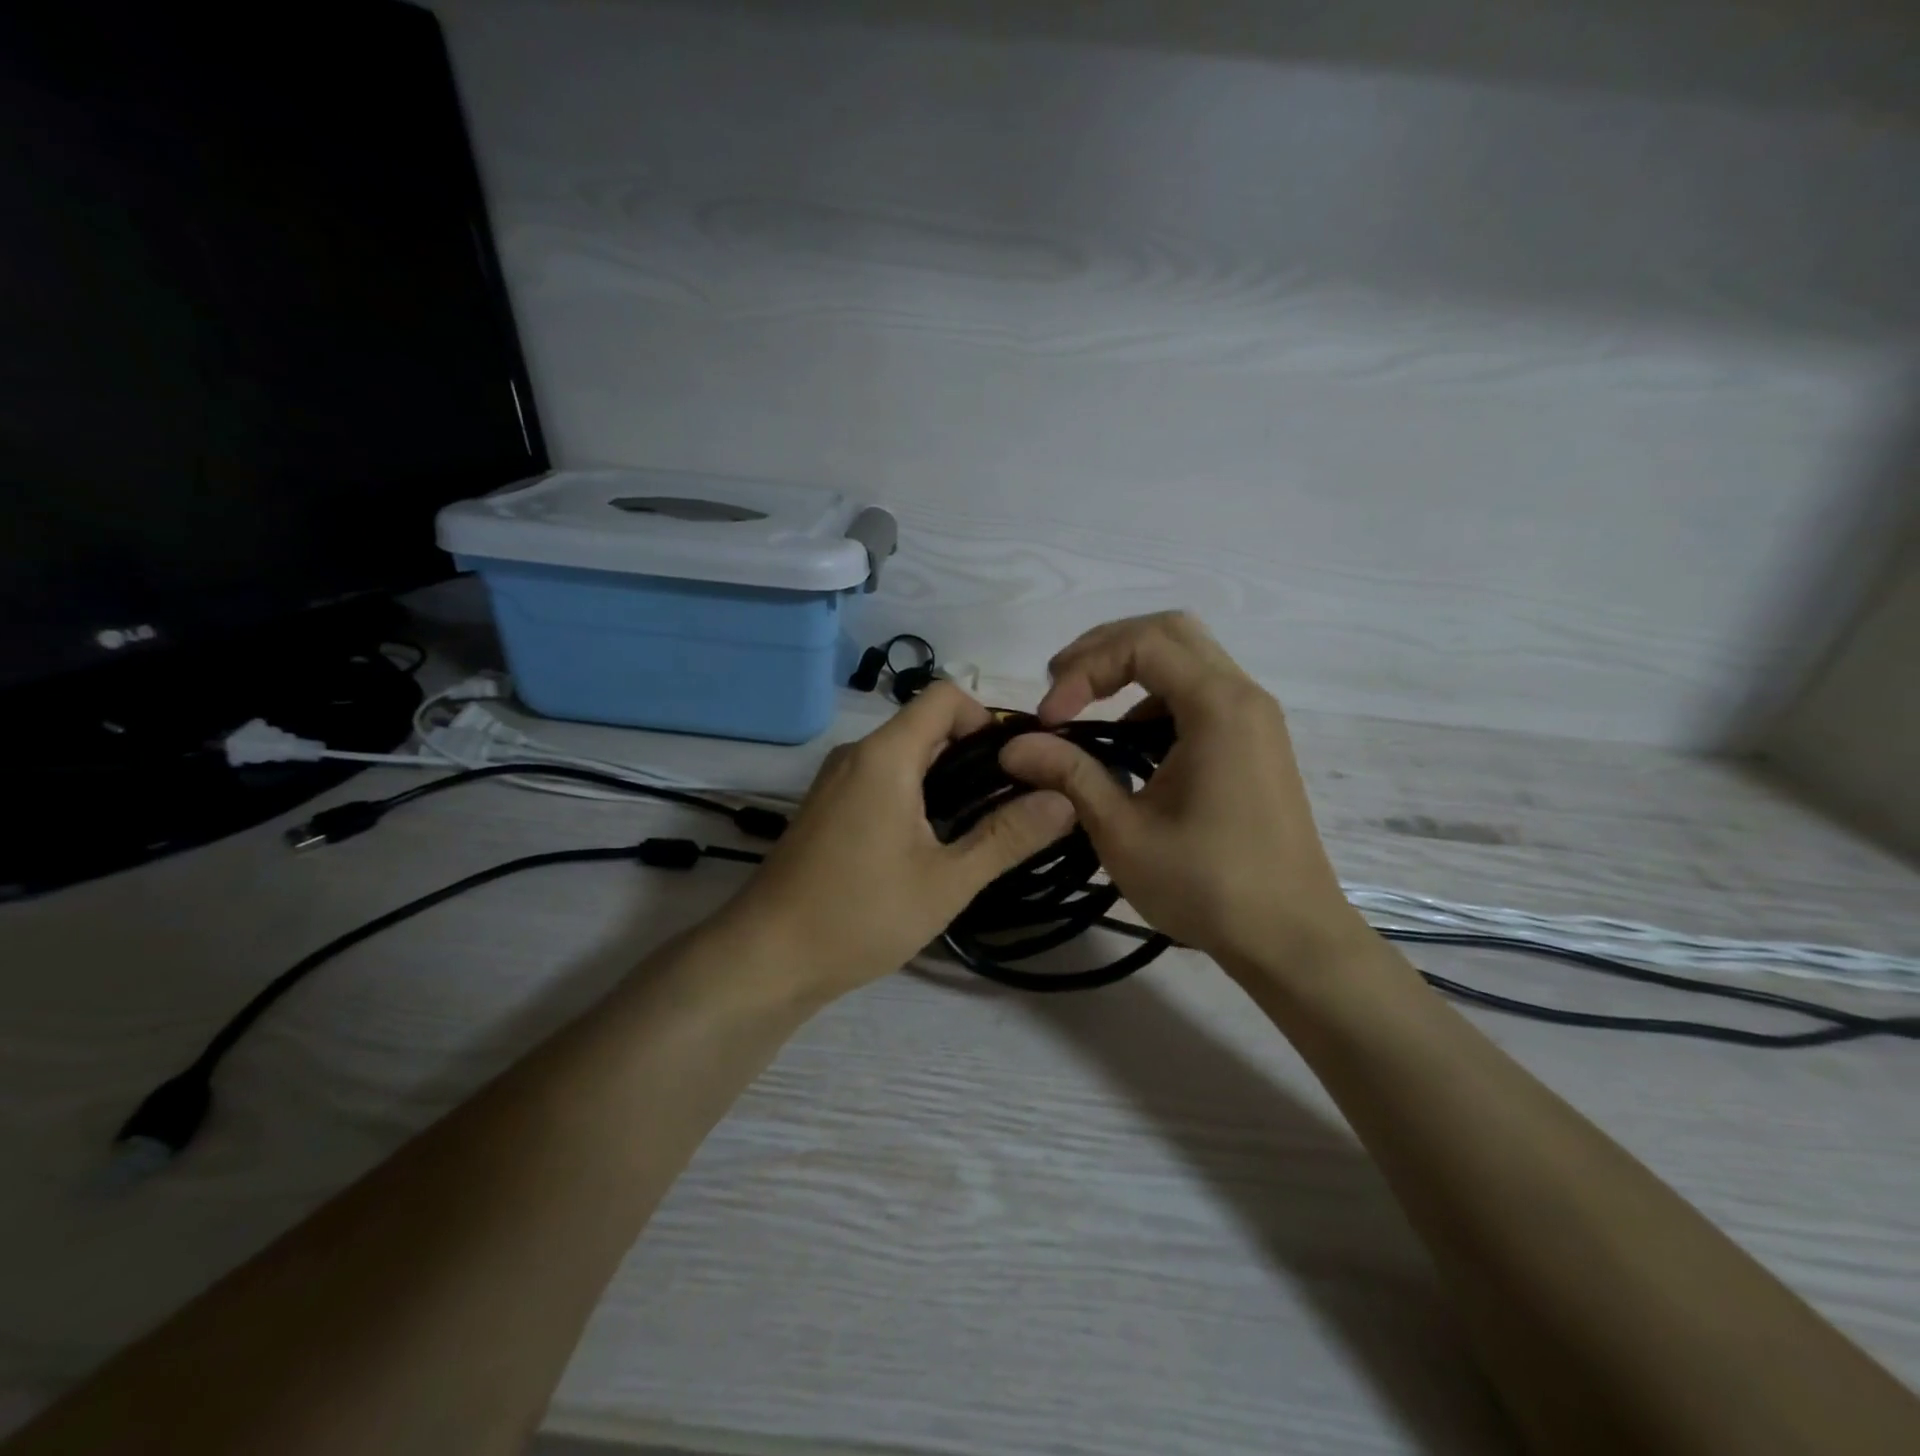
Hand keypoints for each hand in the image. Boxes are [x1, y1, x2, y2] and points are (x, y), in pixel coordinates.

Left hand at [725, 682, 1077, 1001]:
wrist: (766, 957)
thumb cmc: (860, 915)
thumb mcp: (947, 881)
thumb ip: (1008, 837)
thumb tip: (1065, 798)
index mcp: (885, 756)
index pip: (945, 695)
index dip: (987, 718)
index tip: (1016, 765)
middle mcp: (857, 754)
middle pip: (927, 725)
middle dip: (975, 754)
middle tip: (1011, 804)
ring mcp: (836, 780)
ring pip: (905, 755)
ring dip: (947, 778)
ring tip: (979, 828)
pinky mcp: (827, 807)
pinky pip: (882, 779)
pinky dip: (917, 794)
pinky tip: (932, 844)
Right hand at [999, 613, 1364, 975]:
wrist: (1290, 937)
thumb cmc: (1208, 886)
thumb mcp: (1123, 832)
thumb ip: (1069, 775)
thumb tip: (1013, 746)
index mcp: (1218, 707)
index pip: (1141, 644)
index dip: (1084, 669)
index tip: (1049, 718)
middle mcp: (1243, 695)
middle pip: (1169, 631)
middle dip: (1105, 649)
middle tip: (1060, 686)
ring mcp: (1254, 716)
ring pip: (1188, 656)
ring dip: (1131, 668)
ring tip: (1084, 705)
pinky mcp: (1254, 740)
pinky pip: (1201, 690)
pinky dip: (1156, 695)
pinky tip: (1129, 739)